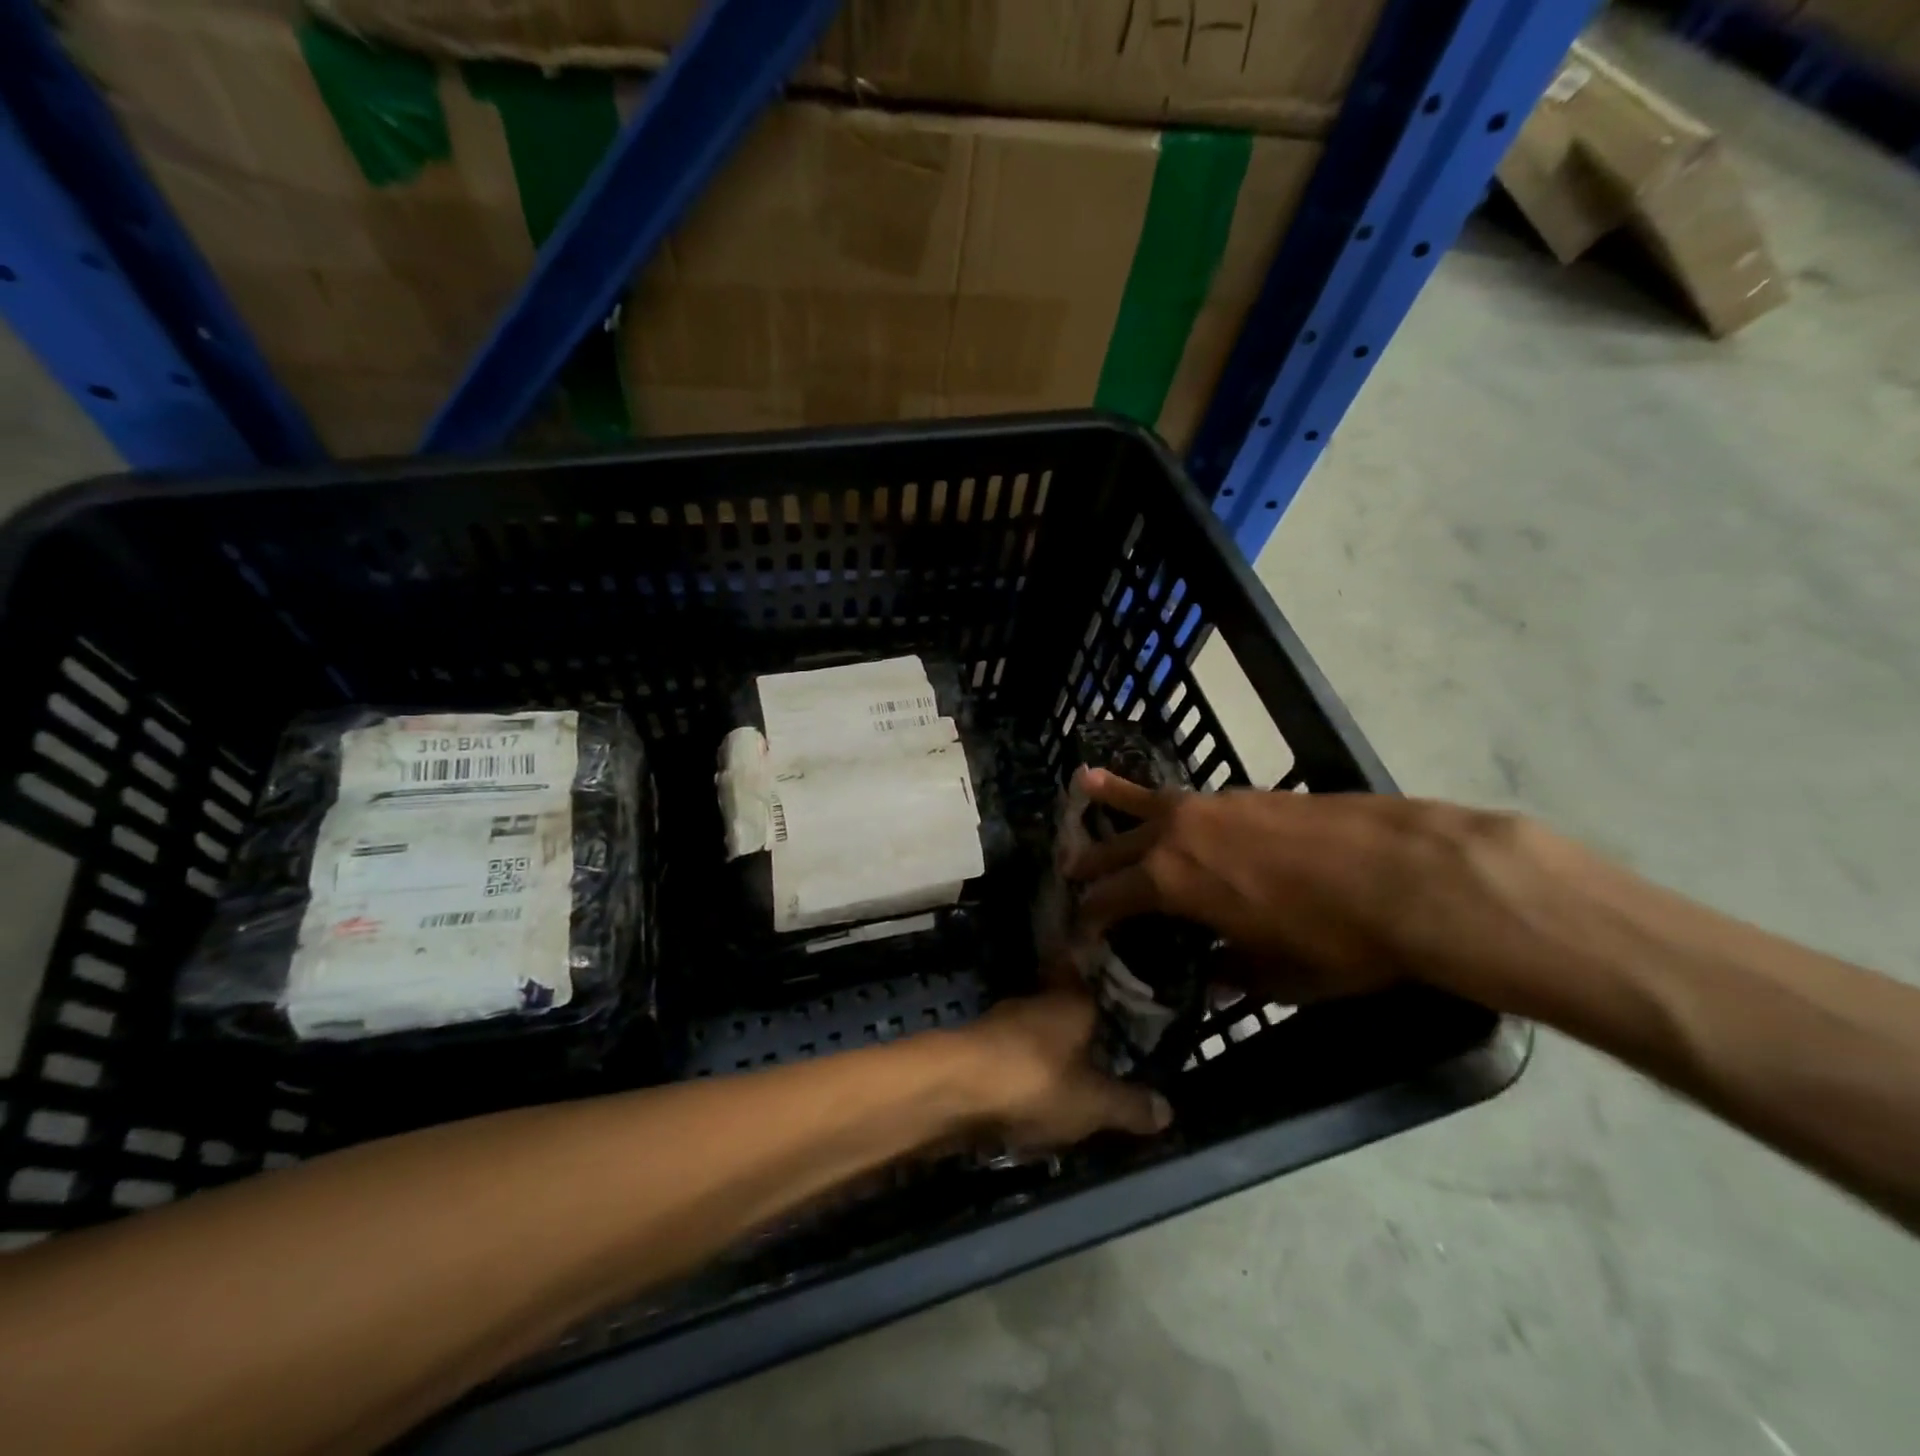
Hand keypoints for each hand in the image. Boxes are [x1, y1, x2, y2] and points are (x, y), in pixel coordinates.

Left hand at [952, 992, 1171, 1148]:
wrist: (954, 1089)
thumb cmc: (1035, 1082)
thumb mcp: (1094, 1103)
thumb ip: (1130, 1105)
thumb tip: (1169, 1109)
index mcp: (1072, 1000)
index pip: (1092, 975)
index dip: (1107, 985)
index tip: (1125, 996)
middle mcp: (1038, 1001)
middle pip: (1066, 1007)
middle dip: (1083, 1027)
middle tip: (1109, 1049)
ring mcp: (1004, 1022)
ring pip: (1039, 1033)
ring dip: (1053, 1051)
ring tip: (1078, 1078)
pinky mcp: (979, 1048)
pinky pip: (1015, 1056)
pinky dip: (1028, 1070)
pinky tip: (1036, 1095)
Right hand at [1063, 768, 1502, 1004]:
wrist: (1408, 873)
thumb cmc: (1337, 939)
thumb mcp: (1280, 974)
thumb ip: (1235, 972)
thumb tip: (1214, 975)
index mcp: (1171, 883)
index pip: (1110, 899)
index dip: (1090, 918)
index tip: (1078, 931)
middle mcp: (1177, 835)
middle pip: (1117, 845)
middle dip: (1089, 860)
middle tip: (1067, 869)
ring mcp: (1211, 806)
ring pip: (1147, 802)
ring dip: (1114, 799)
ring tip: (1085, 784)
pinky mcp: (1246, 793)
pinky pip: (1189, 798)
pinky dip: (1167, 801)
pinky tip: (1172, 805)